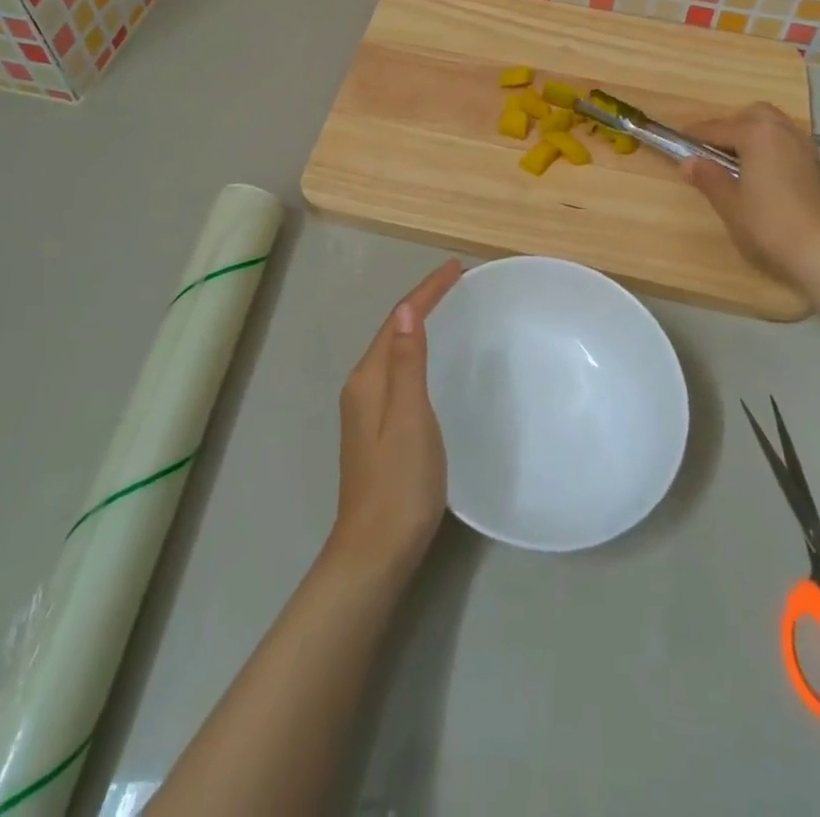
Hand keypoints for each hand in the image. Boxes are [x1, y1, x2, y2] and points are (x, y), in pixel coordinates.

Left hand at [325, 259, 462, 581]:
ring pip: (394, 352)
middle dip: (423, 302)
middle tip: (457, 283)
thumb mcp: (409, 417)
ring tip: (449, 309)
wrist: (375, 550)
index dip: (427, 292)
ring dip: (419, 325)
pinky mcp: (377, 429)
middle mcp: (363, 386)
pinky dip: (416, 352)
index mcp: (368, 378)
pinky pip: (398, 372)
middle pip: (393, 331)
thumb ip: (406, 362)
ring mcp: (367, 409)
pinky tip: (431, 360)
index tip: (456, 268)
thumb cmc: (399, 482)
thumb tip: (405, 309)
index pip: (398, 320)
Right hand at [679, 104, 819, 283]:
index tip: (677, 139)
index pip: (718, 128)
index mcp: (757, 134)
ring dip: (753, 136)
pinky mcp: (816, 168)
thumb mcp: (729, 204)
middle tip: (712, 150)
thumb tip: (689, 162)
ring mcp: (804, 149)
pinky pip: (786, 145)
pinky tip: (759, 175)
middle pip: (754, 116)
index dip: (695, 135)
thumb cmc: (767, 225)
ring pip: (774, 128)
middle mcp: (783, 132)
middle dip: (732, 126)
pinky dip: (770, 150)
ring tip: (735, 163)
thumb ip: (708, 178)